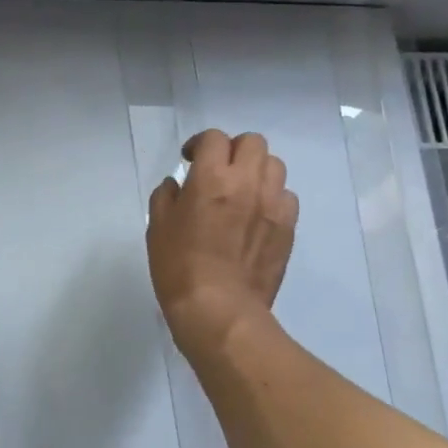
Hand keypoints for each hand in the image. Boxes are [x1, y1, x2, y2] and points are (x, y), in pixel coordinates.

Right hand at [146, 129, 298, 353]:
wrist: (219, 309)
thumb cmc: (179, 266)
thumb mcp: (158, 227)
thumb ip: (166, 196)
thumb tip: (177, 184)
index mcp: (211, 177)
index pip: (213, 138)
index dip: (199, 144)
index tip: (189, 160)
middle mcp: (248, 182)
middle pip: (252, 142)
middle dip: (233, 150)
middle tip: (219, 171)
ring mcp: (273, 204)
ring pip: (275, 165)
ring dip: (257, 171)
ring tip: (242, 191)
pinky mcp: (288, 227)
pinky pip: (286, 197)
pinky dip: (272, 198)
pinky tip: (257, 216)